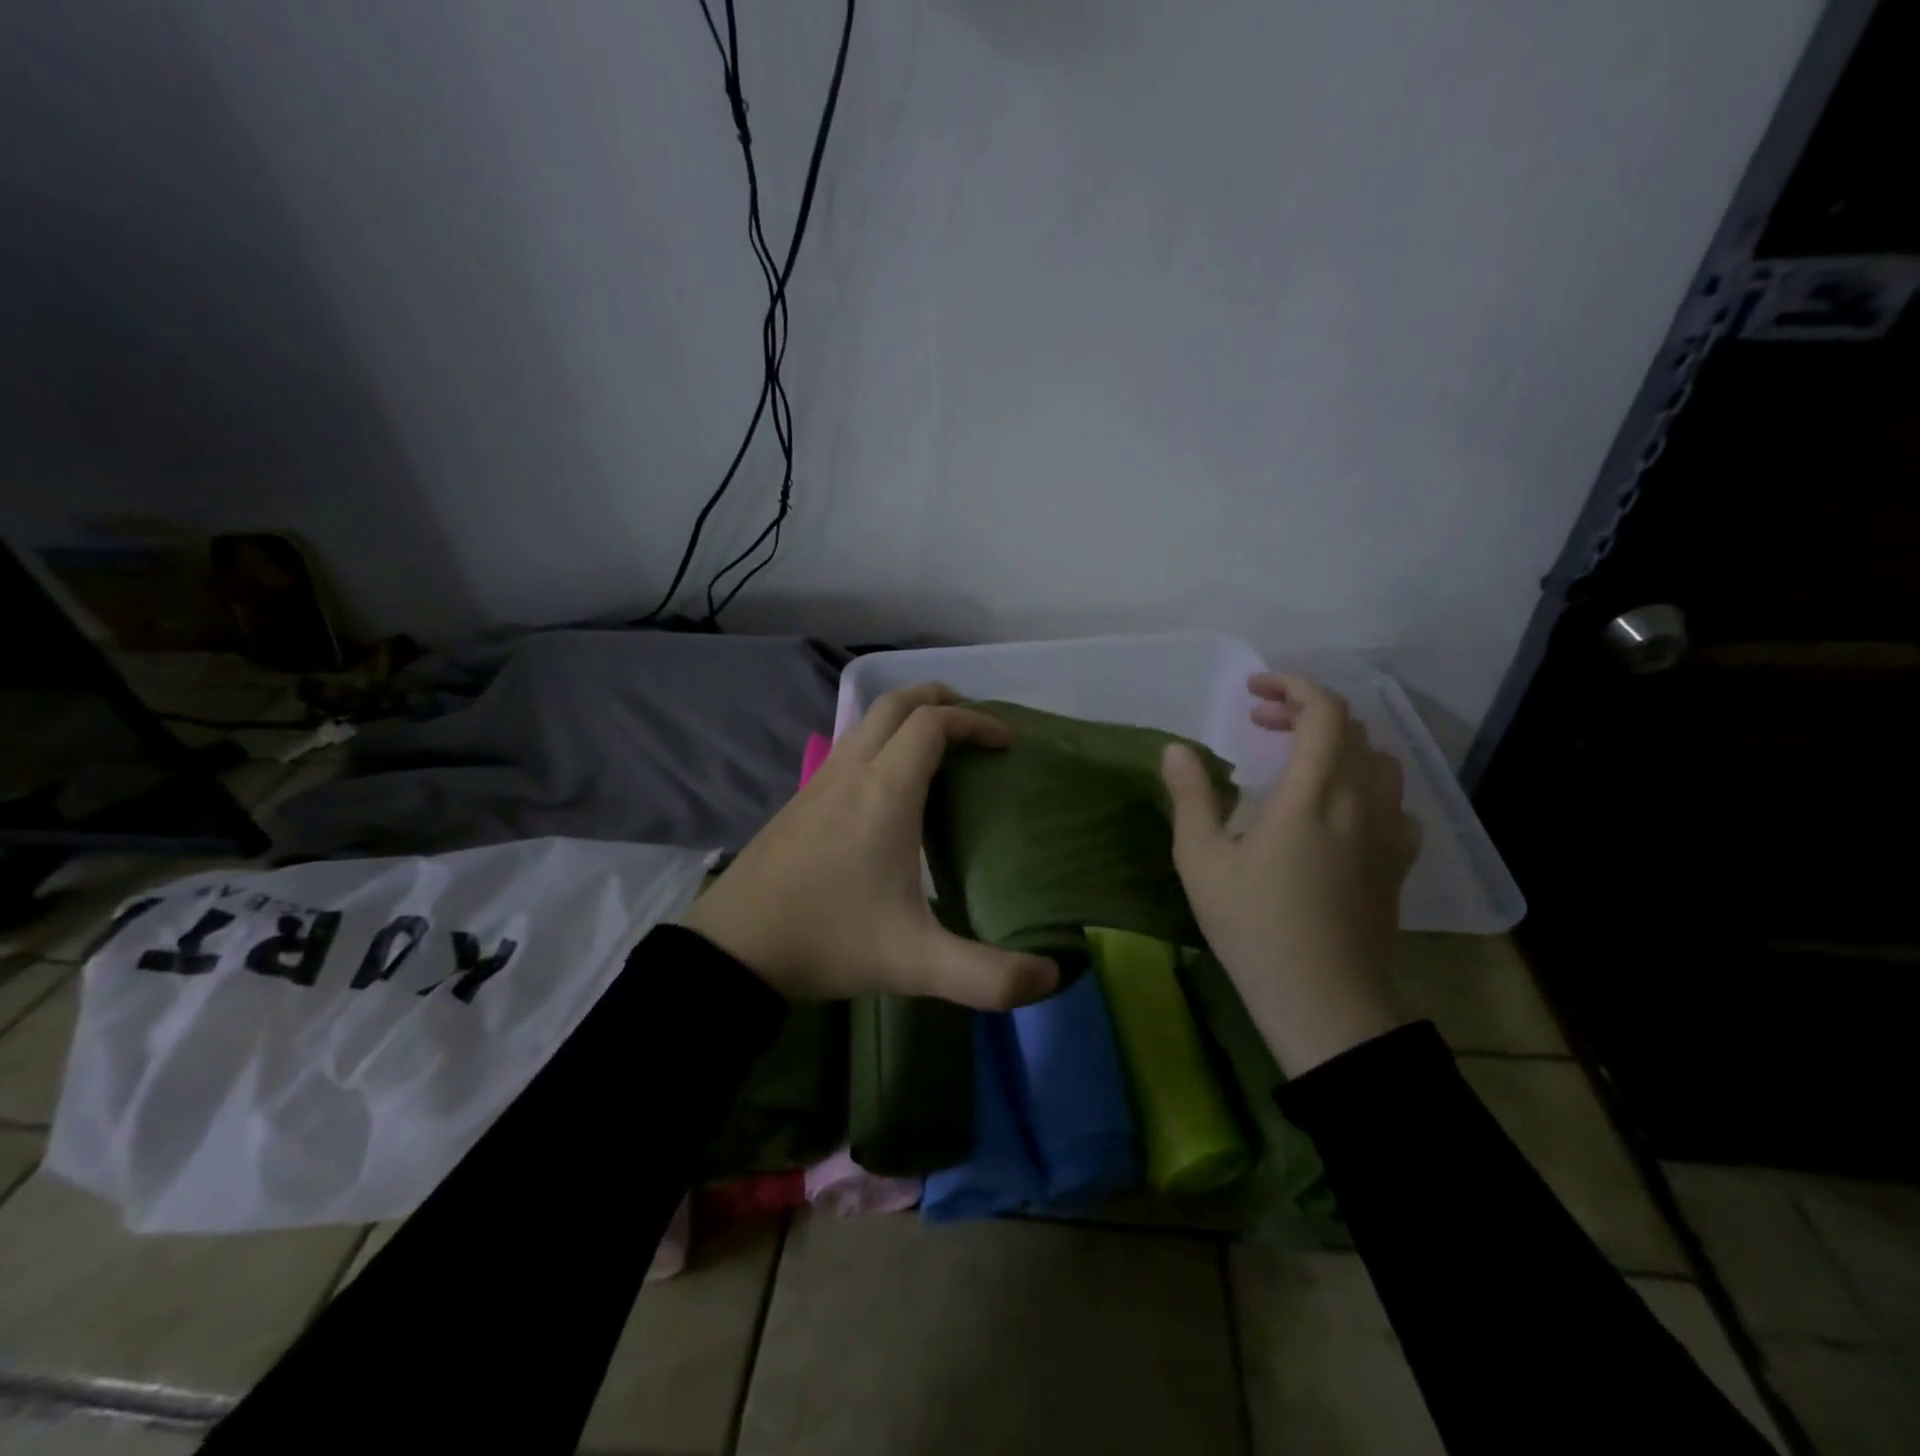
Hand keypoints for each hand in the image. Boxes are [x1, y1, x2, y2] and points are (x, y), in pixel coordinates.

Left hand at [681, 684, 1059, 1008]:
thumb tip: (1051, 979)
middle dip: (940, 699)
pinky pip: (849, 747)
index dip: (976, 722)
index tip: (1006, 743)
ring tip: (939, 749)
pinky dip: (881, 741)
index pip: (933, 724)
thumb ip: (986, 976)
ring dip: (907, 717)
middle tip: (975, 726)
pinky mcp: (800, 799)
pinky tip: (889, 787)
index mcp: (884, 791)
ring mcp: (819, 781)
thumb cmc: (828, 939)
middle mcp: (851, 771)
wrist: (733, 949)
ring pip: (867, 722)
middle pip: (896, 703)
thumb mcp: (914, 963)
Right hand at [1161, 672, 1420, 1074]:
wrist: (1325, 1000)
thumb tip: (1177, 748)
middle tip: (1259, 720)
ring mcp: (1388, 832)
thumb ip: (1191, 797)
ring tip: (1297, 757)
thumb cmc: (1254, 927)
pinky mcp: (1398, 862)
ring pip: (1379, 760)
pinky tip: (1338, 808)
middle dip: (1304, 709)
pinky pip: (1393, 801)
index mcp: (1313, 794)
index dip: (1291, 685)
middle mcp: (1360, 801)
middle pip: (1352, 728)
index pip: (1323, 711)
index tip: (1252, 691)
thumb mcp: (1202, 861)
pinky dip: (1363, 782)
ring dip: (1338, 742)